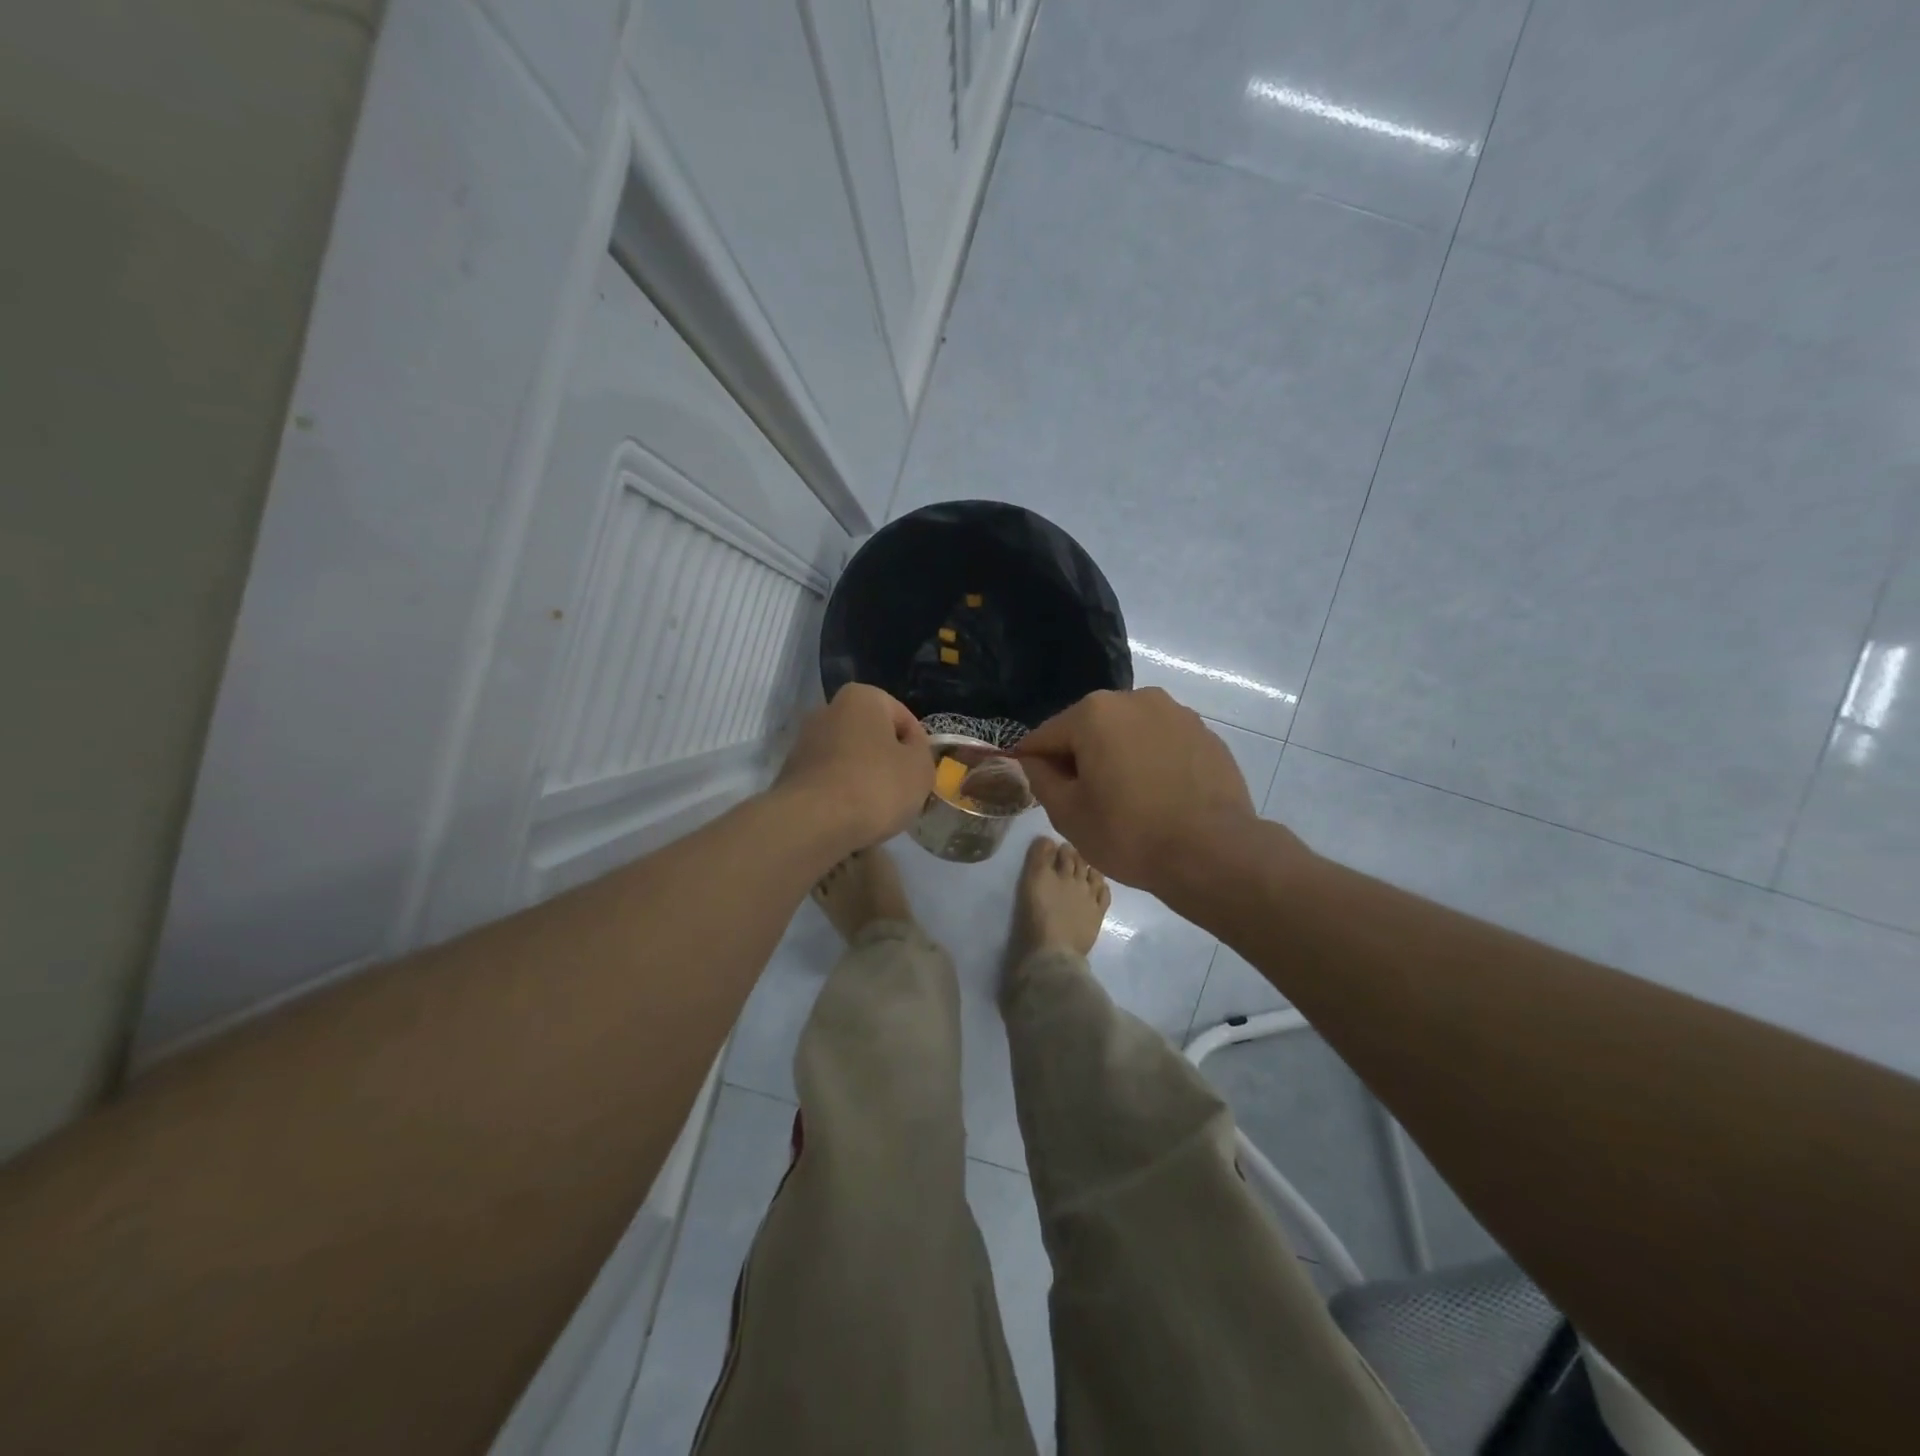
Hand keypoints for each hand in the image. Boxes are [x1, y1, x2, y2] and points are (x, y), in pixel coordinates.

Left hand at [773, 684, 932, 850]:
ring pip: (849, 758)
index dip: (918, 747)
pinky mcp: (790, 773)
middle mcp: (828, 710)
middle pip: (872, 736)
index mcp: (861, 698)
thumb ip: (921, 751)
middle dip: (888, 759)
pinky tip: (852, 815)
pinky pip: (830, 779)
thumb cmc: (876, 785)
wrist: (812, 822)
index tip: (921, 774)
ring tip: (878, 808)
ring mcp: (804, 742)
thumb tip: (909, 749)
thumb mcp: (920, 768)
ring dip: (865, 777)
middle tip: (903, 790)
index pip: (903, 718)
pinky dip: (843, 793)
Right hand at [1015, 688, 1263, 894]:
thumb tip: (1035, 759)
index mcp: (1095, 712)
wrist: (1214, 853)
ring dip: (1118, 757)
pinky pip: (1162, 743)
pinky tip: (1159, 796)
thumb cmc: (1129, 833)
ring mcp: (1176, 713)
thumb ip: (1040, 777)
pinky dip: (1152, 762)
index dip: (1036, 763)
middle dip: (1081, 758)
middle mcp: (1136, 699)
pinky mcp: (1205, 734)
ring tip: (1127, 799)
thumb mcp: (1067, 813)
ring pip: (1128, 733)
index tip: (1039, 790)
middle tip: (1086, 801)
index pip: (1047, 735)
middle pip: (1089, 728)